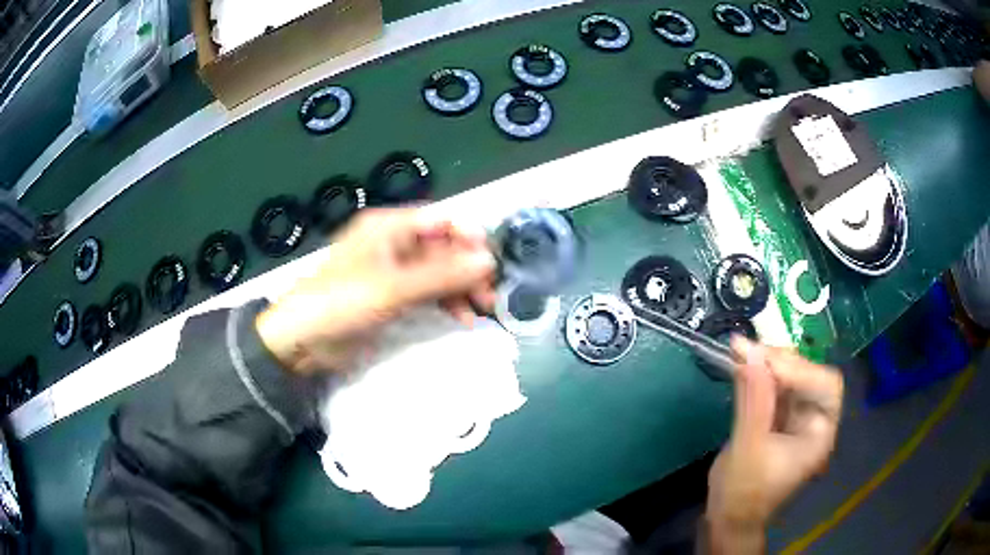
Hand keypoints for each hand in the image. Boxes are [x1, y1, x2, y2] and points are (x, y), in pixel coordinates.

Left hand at [255, 208, 496, 374]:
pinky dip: (445, 303)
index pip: (441, 221)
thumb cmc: (342, 303)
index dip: (469, 239)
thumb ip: (442, 274)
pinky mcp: (391, 296)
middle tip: (490, 296)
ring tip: (481, 311)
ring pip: (438, 271)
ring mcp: (393, 271)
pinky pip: (427, 292)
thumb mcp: (393, 288)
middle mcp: (394, 243)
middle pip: (443, 248)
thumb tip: (489, 261)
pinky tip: (461, 319)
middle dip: (468, 269)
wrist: (301, 341)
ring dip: (461, 289)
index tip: (491, 264)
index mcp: (390, 227)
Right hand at [704, 337, 843, 553]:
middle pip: (810, 376)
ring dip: (767, 363)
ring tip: (741, 352)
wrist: (728, 517)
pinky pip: (774, 386)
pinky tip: (742, 365)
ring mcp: (797, 417)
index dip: (800, 370)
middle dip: (782, 362)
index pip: (825, 387)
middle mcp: (814, 420)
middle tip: (748, 350)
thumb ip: (753, 400)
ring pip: (791, 377)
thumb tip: (749, 351)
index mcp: (819, 433)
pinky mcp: (778, 417)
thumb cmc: (743, 493)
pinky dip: (759, 374)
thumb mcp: (748, 448)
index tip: (764, 360)